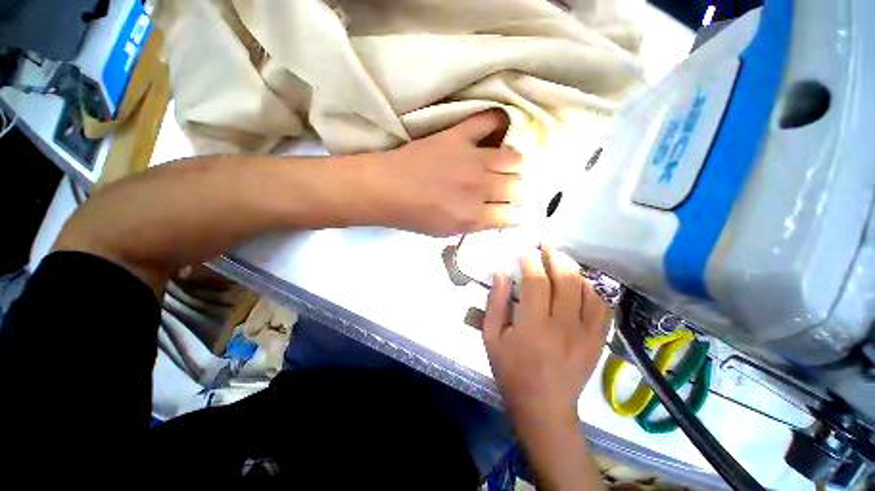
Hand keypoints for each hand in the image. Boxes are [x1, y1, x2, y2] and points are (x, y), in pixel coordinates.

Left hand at [362, 110, 523, 236]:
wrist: (385, 189)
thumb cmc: (413, 215)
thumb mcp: (446, 231)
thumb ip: (476, 224)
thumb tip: (498, 215)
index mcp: (473, 216)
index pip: (513, 214)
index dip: (515, 214)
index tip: (511, 210)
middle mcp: (479, 188)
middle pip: (518, 186)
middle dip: (516, 191)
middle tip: (507, 189)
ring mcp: (471, 159)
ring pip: (514, 158)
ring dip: (514, 165)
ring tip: (504, 166)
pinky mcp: (459, 136)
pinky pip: (490, 120)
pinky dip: (499, 123)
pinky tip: (498, 131)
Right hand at [483, 245, 608, 425]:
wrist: (545, 408)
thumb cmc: (512, 372)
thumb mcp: (491, 338)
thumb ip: (495, 303)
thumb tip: (500, 273)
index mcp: (534, 326)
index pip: (536, 281)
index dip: (530, 260)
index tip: (524, 247)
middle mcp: (565, 326)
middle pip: (566, 279)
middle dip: (555, 255)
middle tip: (545, 243)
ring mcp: (586, 333)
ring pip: (587, 289)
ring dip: (574, 268)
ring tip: (561, 257)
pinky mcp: (598, 340)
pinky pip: (603, 306)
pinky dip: (594, 288)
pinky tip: (582, 280)